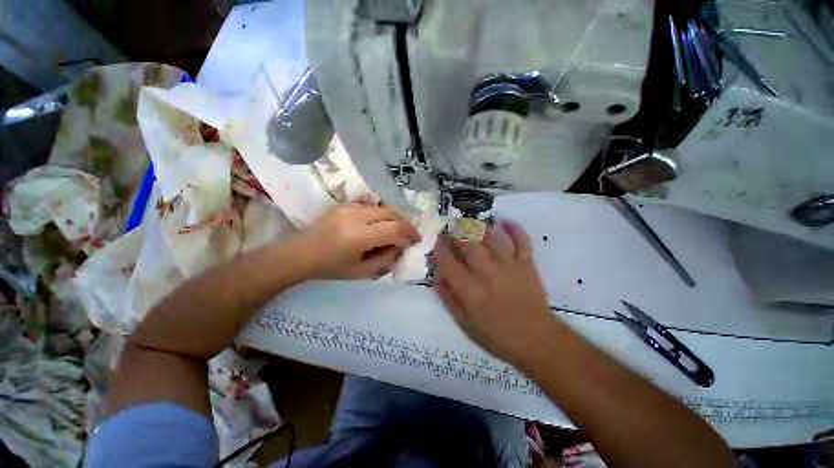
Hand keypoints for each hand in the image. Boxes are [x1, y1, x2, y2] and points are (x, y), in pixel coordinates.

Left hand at [293, 203, 420, 279]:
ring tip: (392, 231)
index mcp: (358, 236)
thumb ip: (386, 260)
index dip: (410, 233)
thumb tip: (400, 247)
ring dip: (392, 218)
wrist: (300, 254)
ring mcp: (348, 207)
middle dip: (404, 224)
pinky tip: (377, 225)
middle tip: (406, 237)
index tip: (415, 240)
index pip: (395, 228)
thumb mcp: (362, 272)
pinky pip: (371, 206)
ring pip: (382, 207)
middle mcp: (355, 216)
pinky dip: (380, 214)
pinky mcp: (344, 204)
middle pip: (391, 213)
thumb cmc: (330, 268)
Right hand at [433, 220, 557, 365]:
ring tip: (470, 223)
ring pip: (491, 238)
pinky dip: (515, 229)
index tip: (436, 241)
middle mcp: (487, 273)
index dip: (439, 249)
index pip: (448, 262)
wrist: (537, 341)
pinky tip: (505, 220)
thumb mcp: (465, 324)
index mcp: (470, 290)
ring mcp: (508, 266)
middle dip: (456, 233)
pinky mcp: (526, 265)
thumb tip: (436, 278)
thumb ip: (448, 299)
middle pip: (468, 244)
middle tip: (450, 228)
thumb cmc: (497, 335)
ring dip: (478, 228)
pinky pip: (521, 242)